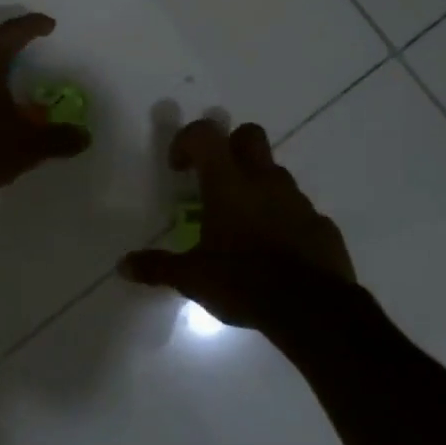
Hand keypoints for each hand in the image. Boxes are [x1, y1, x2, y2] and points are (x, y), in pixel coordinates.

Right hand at [120, 119, 356, 328]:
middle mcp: (264, 181)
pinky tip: (274, 249)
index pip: (205, 134)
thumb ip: (158, 267)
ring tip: (243, 222)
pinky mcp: (322, 225)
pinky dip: (284, 219)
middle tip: (216, 178)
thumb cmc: (244, 281)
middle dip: (231, 147)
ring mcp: (297, 201)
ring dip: (258, 186)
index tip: (179, 168)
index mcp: (228, 183)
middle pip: (249, 135)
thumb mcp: (193, 278)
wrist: (314, 310)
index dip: (187, 140)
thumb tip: (123, 266)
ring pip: (275, 173)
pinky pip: (299, 210)